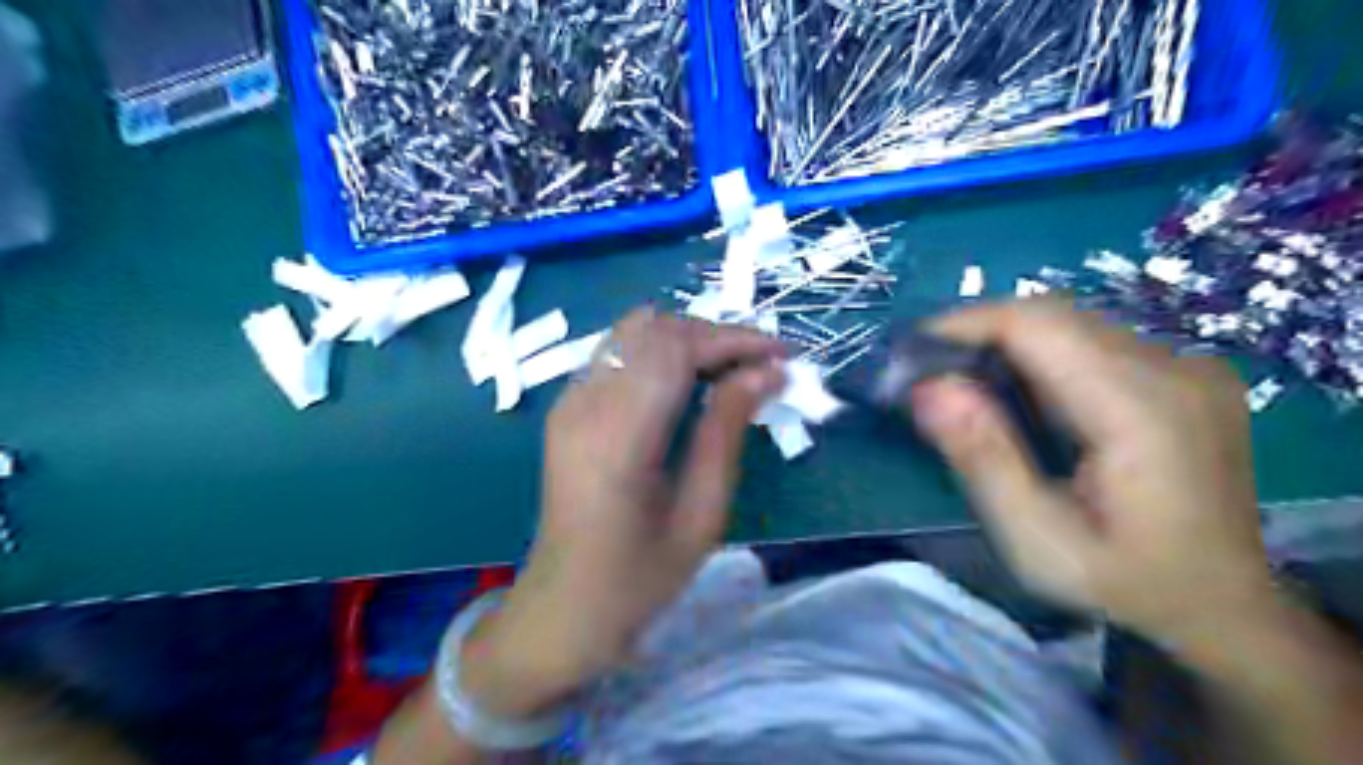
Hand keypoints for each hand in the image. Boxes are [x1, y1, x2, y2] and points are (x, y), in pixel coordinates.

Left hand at [461, 307, 782, 717]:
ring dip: (688, 338)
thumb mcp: (701, 512)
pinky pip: (618, 353)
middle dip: (714, 334)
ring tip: (733, 368)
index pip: (676, 349)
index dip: (733, 340)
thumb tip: (766, 372)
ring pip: (634, 332)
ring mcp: (569, 400)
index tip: (782, 354)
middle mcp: (585, 403)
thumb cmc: (640, 575)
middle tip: (761, 364)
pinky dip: (661, 352)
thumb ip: (727, 430)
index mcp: (617, 436)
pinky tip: (690, 381)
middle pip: (654, 329)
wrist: (565, 604)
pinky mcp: (567, 406)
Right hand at [901, 300, 1279, 650]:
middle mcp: (1173, 370)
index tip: (910, 354)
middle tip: (928, 375)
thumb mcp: (1037, 542)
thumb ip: (984, 460)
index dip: (964, 324)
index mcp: (1142, 411)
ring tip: (965, 387)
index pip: (1038, 324)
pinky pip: (1092, 340)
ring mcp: (1188, 367)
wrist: (1223, 608)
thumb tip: (928, 388)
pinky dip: (1040, 355)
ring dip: (1006, 344)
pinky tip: (1021, 397)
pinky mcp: (1184, 374)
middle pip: (1052, 315)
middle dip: (977, 333)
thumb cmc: (1125, 585)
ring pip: (1070, 323)